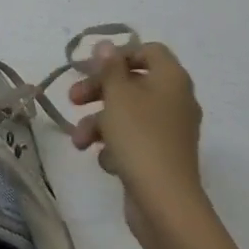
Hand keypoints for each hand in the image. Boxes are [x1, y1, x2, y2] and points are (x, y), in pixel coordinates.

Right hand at [68, 40, 204, 248]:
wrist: (165, 202)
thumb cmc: (140, 138)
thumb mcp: (117, 95)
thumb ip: (109, 67)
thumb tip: (106, 45)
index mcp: (172, 79)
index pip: (149, 51)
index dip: (120, 54)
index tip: (93, 67)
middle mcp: (175, 100)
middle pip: (132, 82)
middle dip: (99, 90)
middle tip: (73, 99)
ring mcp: (170, 131)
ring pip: (128, 114)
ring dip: (99, 122)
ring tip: (78, 140)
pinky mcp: (161, 156)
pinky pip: (134, 140)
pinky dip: (115, 146)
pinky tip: (105, 161)